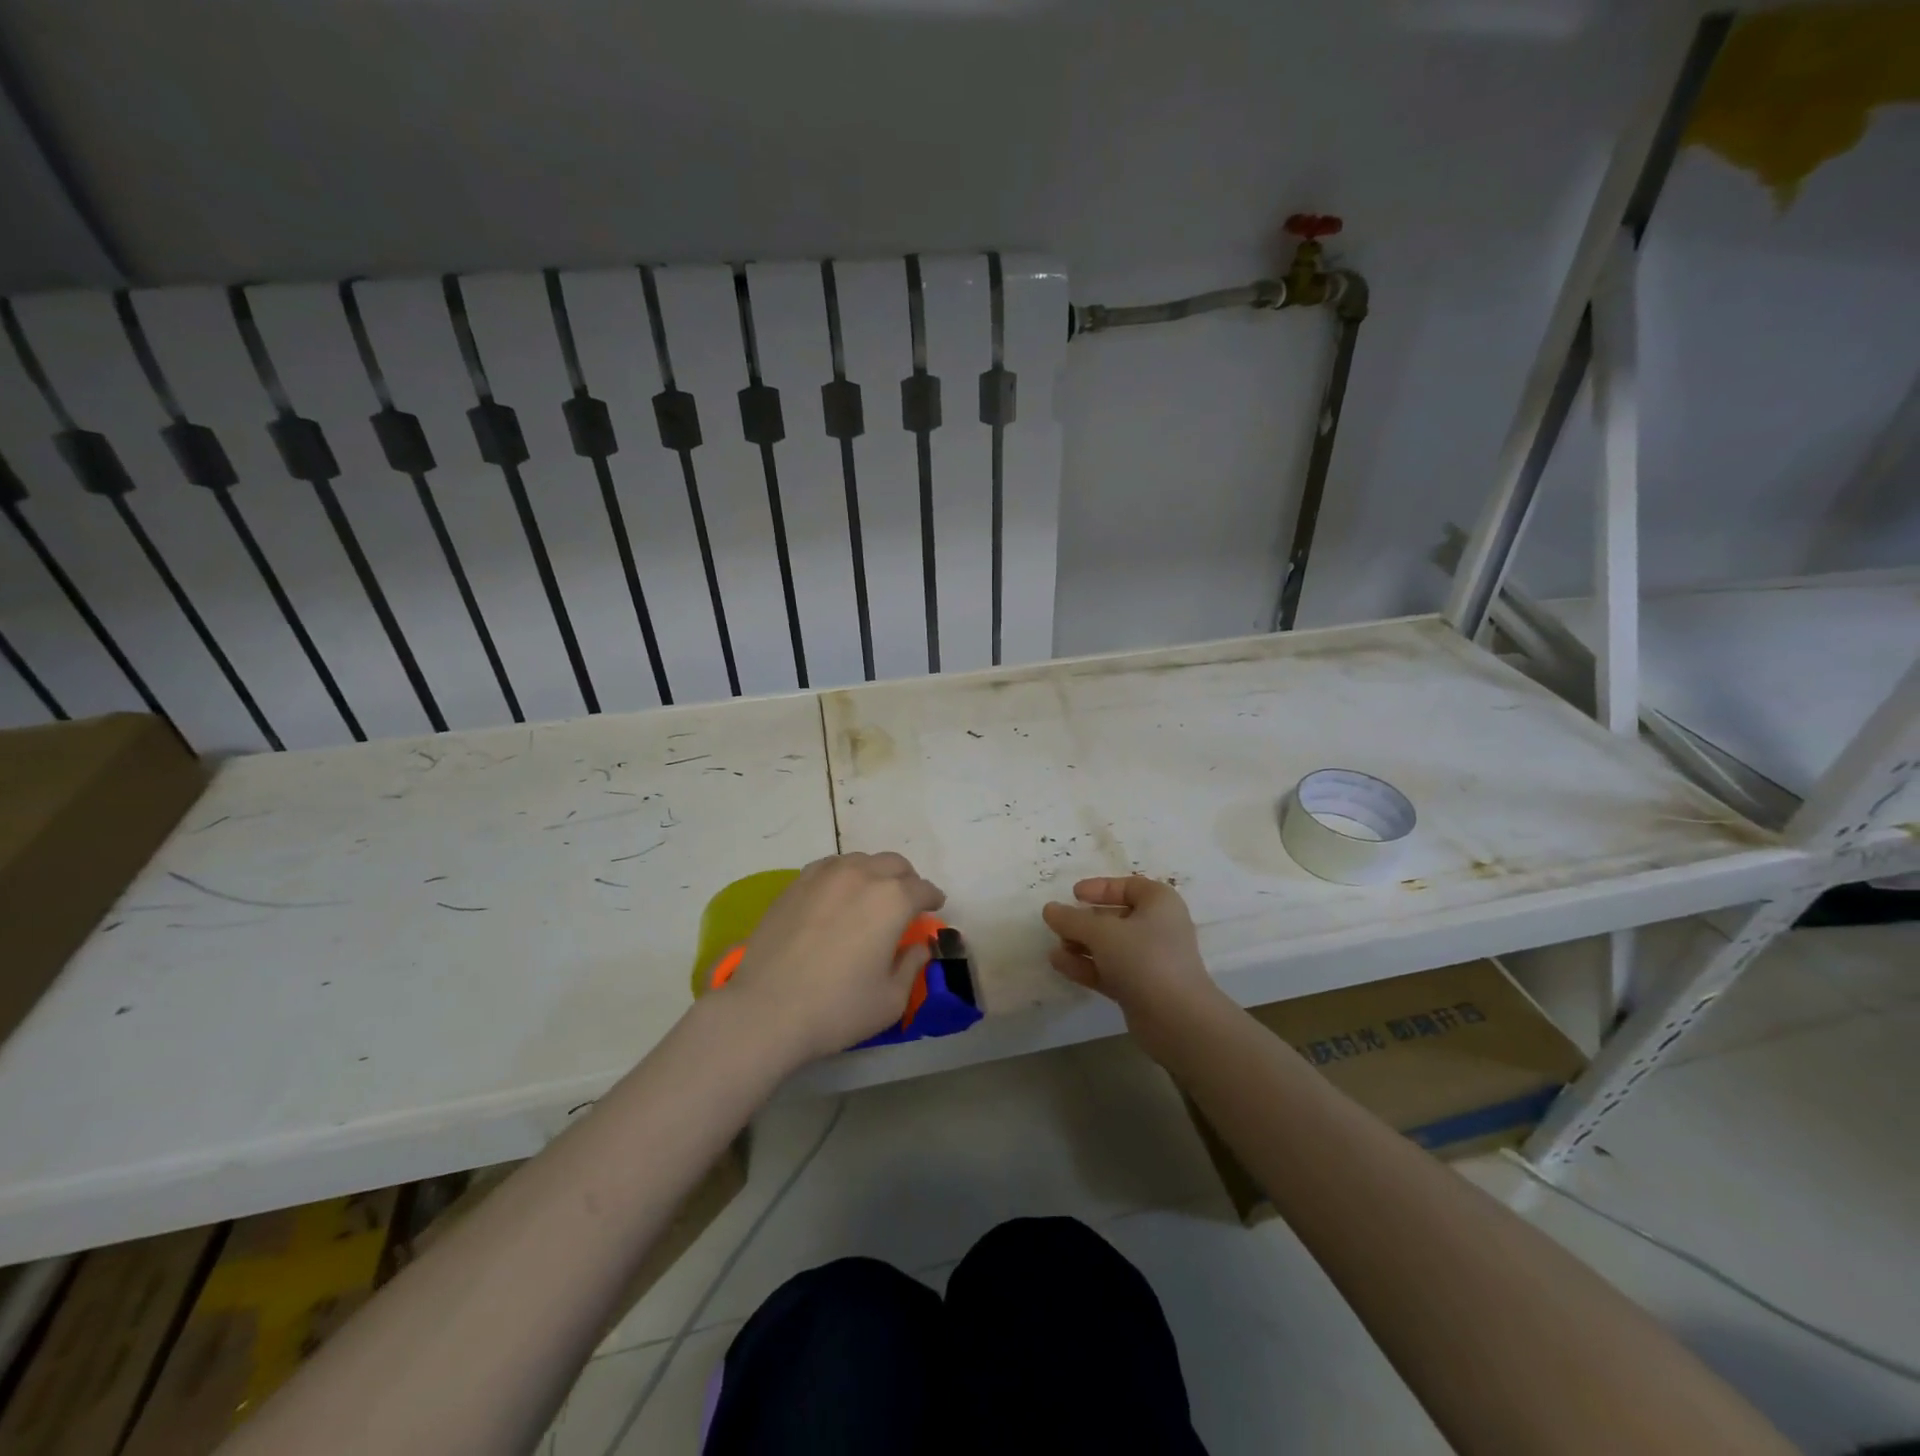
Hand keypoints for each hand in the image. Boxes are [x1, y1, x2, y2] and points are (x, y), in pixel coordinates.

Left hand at [716, 852, 945, 1065]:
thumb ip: (912, 965)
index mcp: (893, 899)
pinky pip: (829, 867)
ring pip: (861, 861)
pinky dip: (843, 876)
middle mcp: (862, 875)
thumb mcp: (891, 999)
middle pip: (894, 864)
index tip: (934, 908)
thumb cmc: (838, 1008)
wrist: (767, 1010)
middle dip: (907, 880)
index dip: (932, 899)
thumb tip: (919, 946)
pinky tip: (837, 897)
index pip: (923, 889)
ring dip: (874, 874)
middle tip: (906, 903)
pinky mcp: (795, 884)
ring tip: (871, 897)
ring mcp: (824, 875)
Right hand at [1042, 877, 1224, 1055]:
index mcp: (1159, 903)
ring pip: (1111, 946)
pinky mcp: (1142, 988)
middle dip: (1085, 922)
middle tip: (1059, 925)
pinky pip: (1110, 970)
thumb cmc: (1143, 958)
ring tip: (1055, 948)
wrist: (1177, 1019)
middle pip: (1116, 918)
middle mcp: (1158, 928)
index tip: (1074, 895)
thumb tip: (1049, 909)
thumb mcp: (1102, 933)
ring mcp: (1150, 960)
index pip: (1129, 886)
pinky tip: (1060, 964)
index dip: (1100, 888)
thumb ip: (1072, 919)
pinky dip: (1087, 966)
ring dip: (1082, 945)